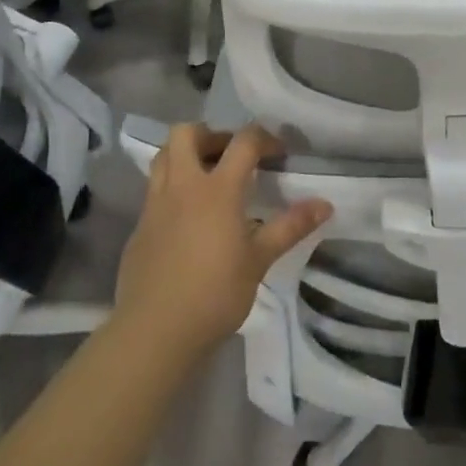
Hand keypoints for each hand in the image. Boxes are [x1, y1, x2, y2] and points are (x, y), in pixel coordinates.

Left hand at [114, 123, 330, 362]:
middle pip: (186, 133)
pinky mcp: (140, 227)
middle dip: (210, 134)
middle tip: (230, 155)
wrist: (154, 332)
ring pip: (163, 157)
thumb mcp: (259, 260)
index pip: (243, 142)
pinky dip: (172, 189)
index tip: (278, 154)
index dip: (264, 139)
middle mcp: (183, 186)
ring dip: (185, 155)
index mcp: (217, 189)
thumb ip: (290, 227)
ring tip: (207, 178)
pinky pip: (154, 190)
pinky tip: (187, 219)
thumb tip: (325, 204)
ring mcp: (155, 205)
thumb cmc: (215, 293)